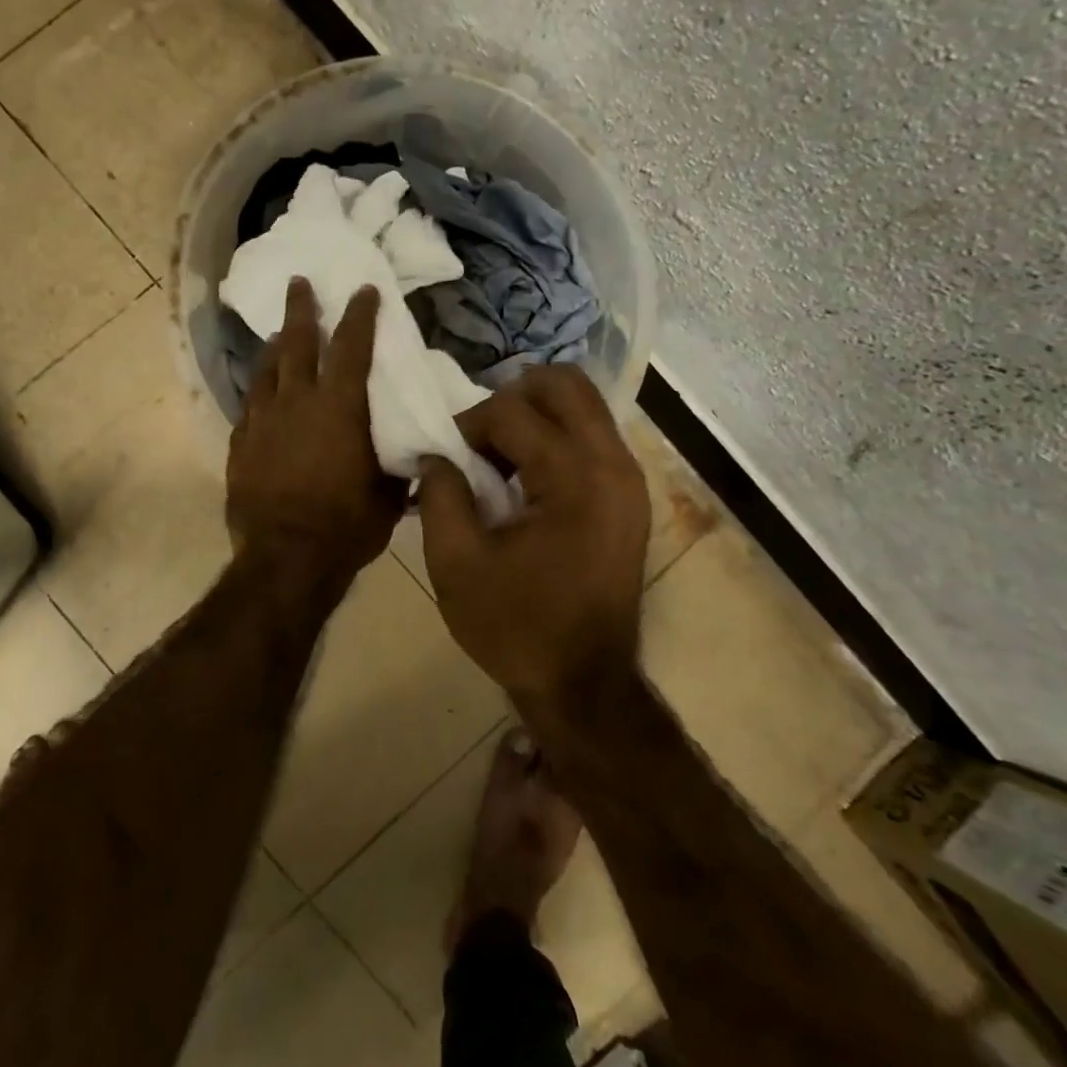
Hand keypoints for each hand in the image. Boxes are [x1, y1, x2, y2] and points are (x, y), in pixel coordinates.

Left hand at [226, 279, 406, 588]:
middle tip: (299, 283)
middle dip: (301, 309)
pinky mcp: (240, 444)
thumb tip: (415, 455)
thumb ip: (397, 465)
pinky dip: (259, 391)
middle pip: (296, 342)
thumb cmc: (346, 526)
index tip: (363, 289)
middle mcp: (296, 401)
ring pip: (266, 370)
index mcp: (339, 407)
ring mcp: (262, 421)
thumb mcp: (388, 495)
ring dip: (274, 347)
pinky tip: (261, 392)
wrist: (286, 558)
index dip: (359, 314)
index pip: (351, 347)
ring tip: (277, 334)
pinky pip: (250, 405)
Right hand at [419, 366, 648, 702]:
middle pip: (565, 384)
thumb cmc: (515, 627)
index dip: (467, 425)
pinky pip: (593, 438)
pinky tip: (526, 482)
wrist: (583, 683)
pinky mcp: (631, 497)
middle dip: (511, 397)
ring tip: (499, 461)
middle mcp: (613, 464)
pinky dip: (556, 440)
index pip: (512, 409)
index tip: (445, 460)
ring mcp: (631, 479)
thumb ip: (439, 494)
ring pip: (584, 406)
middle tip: (478, 439)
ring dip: (535, 418)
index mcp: (573, 478)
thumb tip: (435, 454)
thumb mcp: (456, 563)